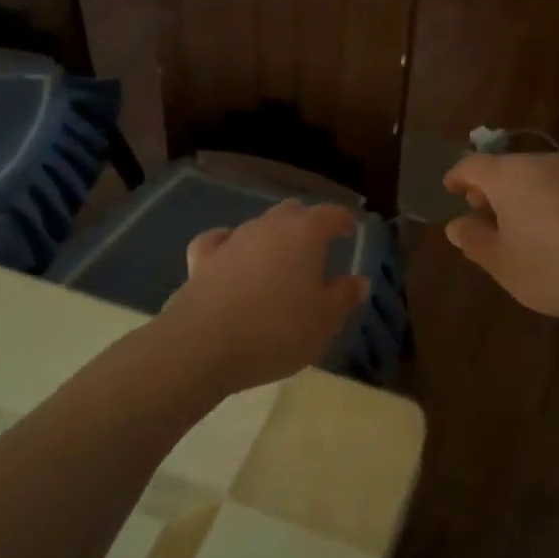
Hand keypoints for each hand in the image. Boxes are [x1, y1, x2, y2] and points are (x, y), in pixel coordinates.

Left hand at [158, 200, 370, 395]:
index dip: (342, 220)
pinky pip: (219, 241)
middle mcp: (268, 227)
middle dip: (306, 222)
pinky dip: (228, 245)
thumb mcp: (324, 321)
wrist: (203, 345)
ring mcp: (231, 240)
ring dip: (271, 237)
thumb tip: (358, 280)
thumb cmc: (277, 330)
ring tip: (278, 259)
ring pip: (257, 225)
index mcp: (305, 234)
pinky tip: (229, 255)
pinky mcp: (200, 260)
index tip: (349, 229)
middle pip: (292, 212)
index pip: (330, 214)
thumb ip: (344, 296)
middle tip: (317, 243)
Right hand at [442, 152, 558, 322]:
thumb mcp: (503, 264)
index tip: (449, 190)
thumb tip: (456, 225)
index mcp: (509, 176)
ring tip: (514, 226)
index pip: (471, 165)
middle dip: (488, 188)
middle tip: (480, 213)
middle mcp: (540, 163)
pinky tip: (550, 230)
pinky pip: (558, 186)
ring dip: (517, 195)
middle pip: (504, 168)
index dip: (456, 177)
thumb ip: (474, 241)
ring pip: (533, 176)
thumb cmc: (556, 268)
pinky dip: (543, 200)